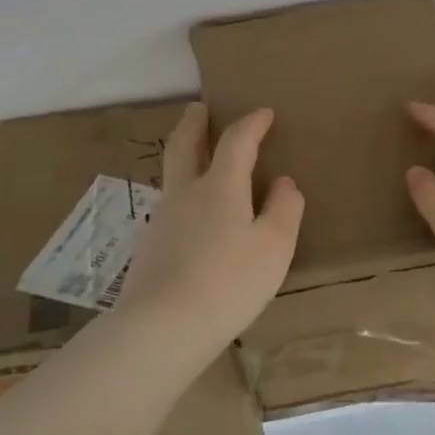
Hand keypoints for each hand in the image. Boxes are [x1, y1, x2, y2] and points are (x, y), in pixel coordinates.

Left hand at [113, 104, 303, 357]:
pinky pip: (171, 208)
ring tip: (198, 160)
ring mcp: (162, 220)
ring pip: (172, 177)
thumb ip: (284, 210)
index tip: (264, 113)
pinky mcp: (150, 248)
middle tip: (199, 109)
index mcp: (219, 187)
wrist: (165, 326)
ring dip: (184, 157)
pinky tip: (193, 216)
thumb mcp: (274, 246)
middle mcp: (184, 194)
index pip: (237, 142)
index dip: (252, 124)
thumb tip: (284, 183)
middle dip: (194, 124)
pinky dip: (184, 195)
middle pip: (184, 146)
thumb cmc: (230, 281)